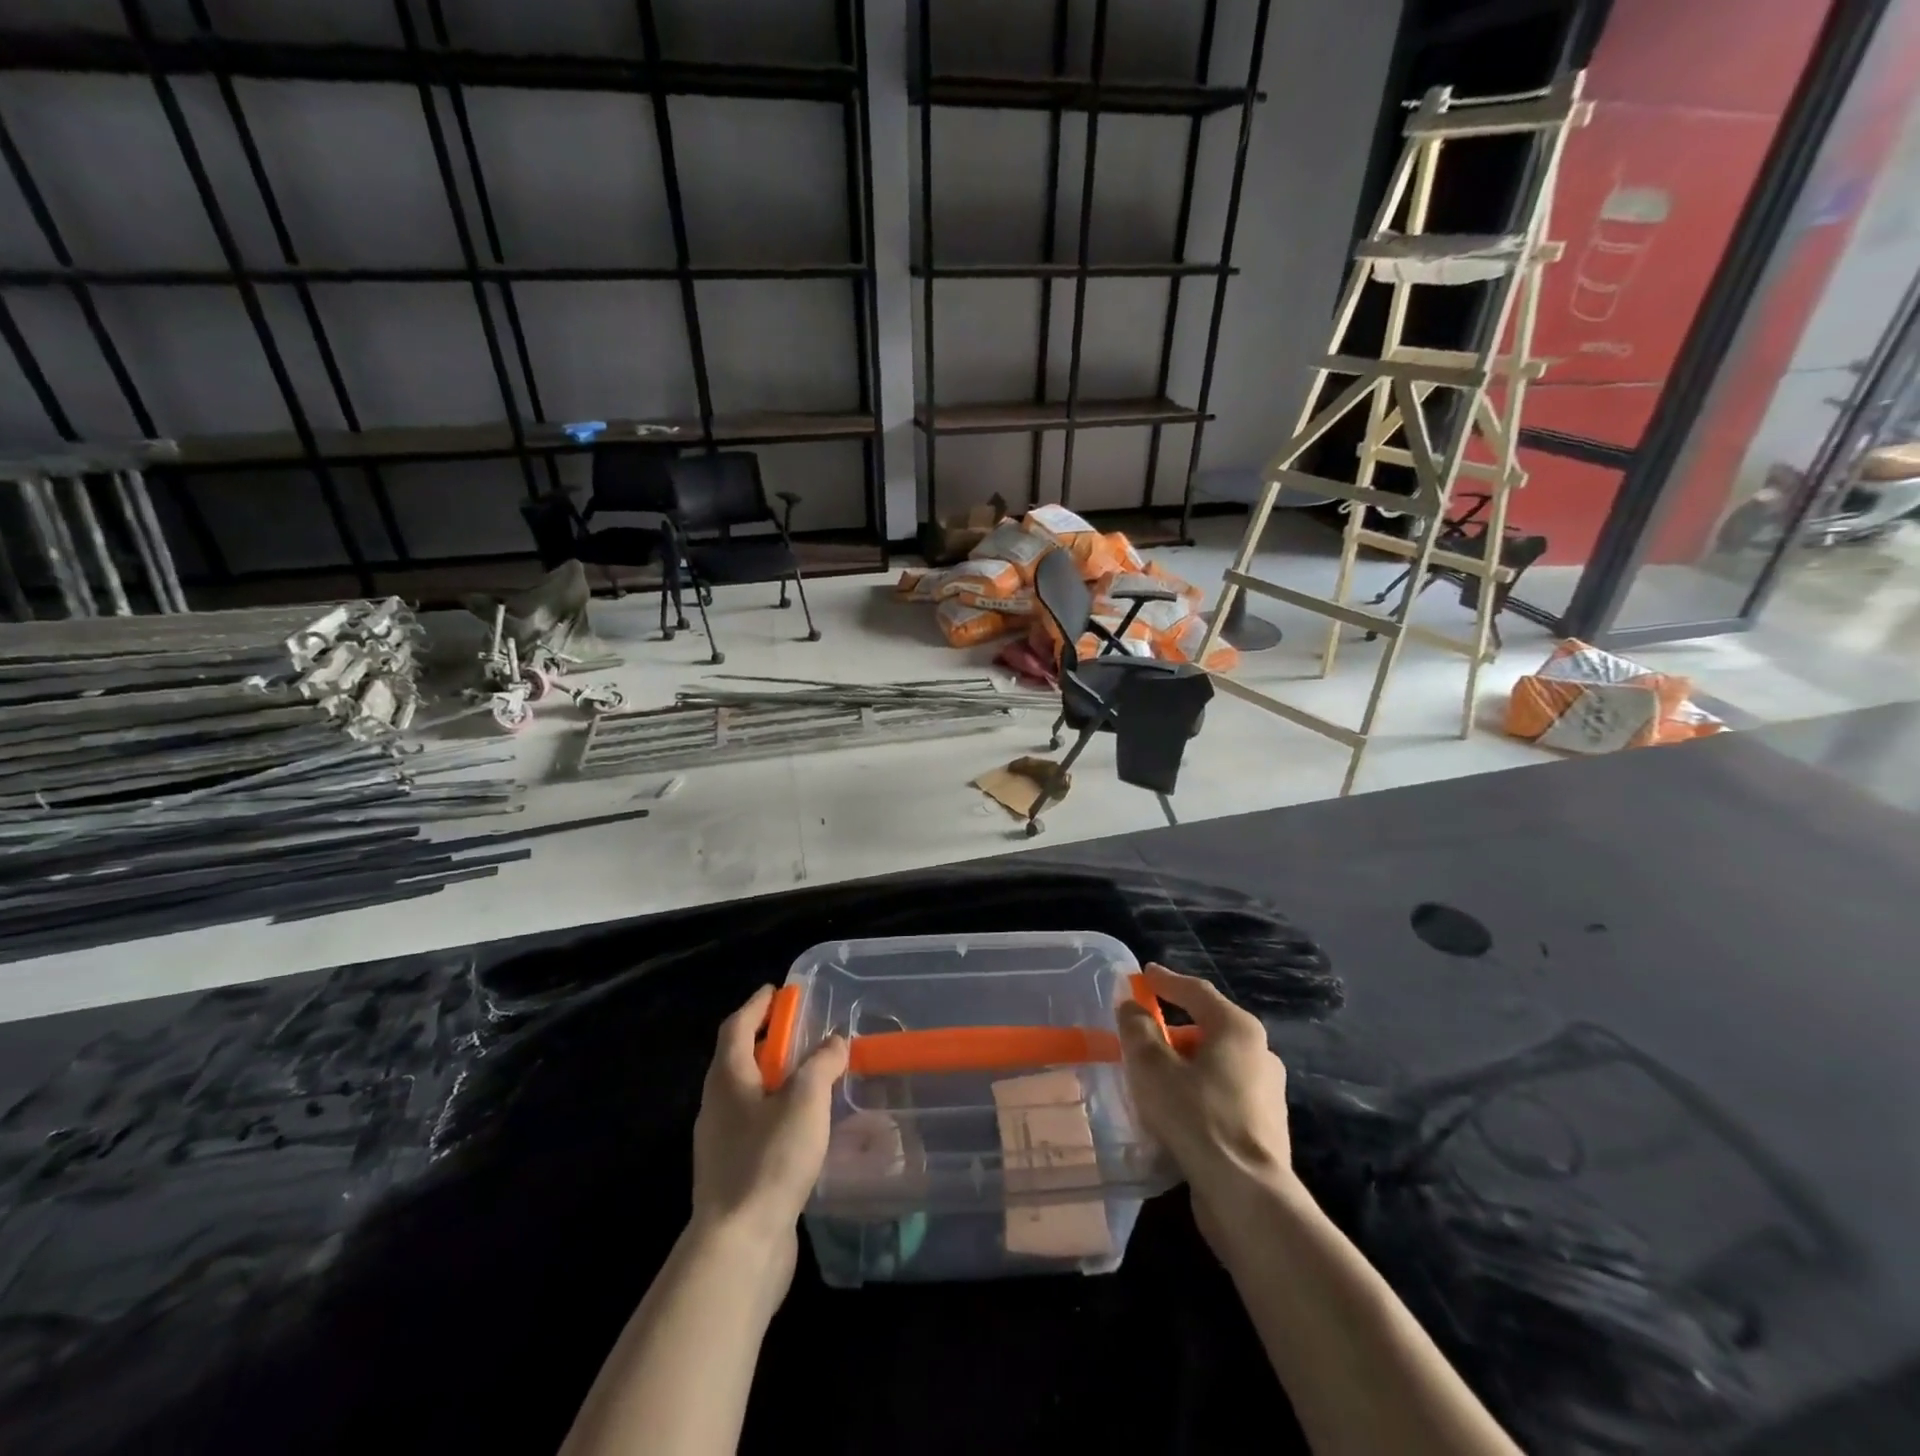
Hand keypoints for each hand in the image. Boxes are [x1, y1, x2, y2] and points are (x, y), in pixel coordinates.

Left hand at [691, 986, 848, 1257]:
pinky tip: (805, 1127)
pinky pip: (756, 1128)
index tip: (778, 991)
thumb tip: (834, 1041)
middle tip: (803, 1032)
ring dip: (776, 1080)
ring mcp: (721, 1144)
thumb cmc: (769, 1160)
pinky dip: (778, 1114)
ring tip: (812, 1077)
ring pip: (749, 1096)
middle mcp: (717, 1106)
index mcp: (727, 1079)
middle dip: (769, 1041)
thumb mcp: (805, 1101)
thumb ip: (821, 1064)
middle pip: (739, 1059)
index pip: (737, 1026)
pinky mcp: (733, 1175)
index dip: (757, 1005)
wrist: (739, 1247)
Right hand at [1117, 962, 1298, 1251]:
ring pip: (1214, 1066)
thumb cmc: (1197, 1117)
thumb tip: (1131, 1006)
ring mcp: (1267, 1094)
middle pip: (1207, 1029)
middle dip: (1172, 1030)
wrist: (1247, 1196)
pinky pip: (1221, 1096)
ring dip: (1183, 1066)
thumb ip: (1138, 1030)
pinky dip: (1196, 1094)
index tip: (1144, 974)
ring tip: (1151, 1079)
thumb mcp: (1152, 1067)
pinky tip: (1174, 1113)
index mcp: (1237, 1029)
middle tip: (1140, 1036)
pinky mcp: (1264, 1129)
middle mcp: (1260, 1054)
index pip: (1196, 992)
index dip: (1166, 981)